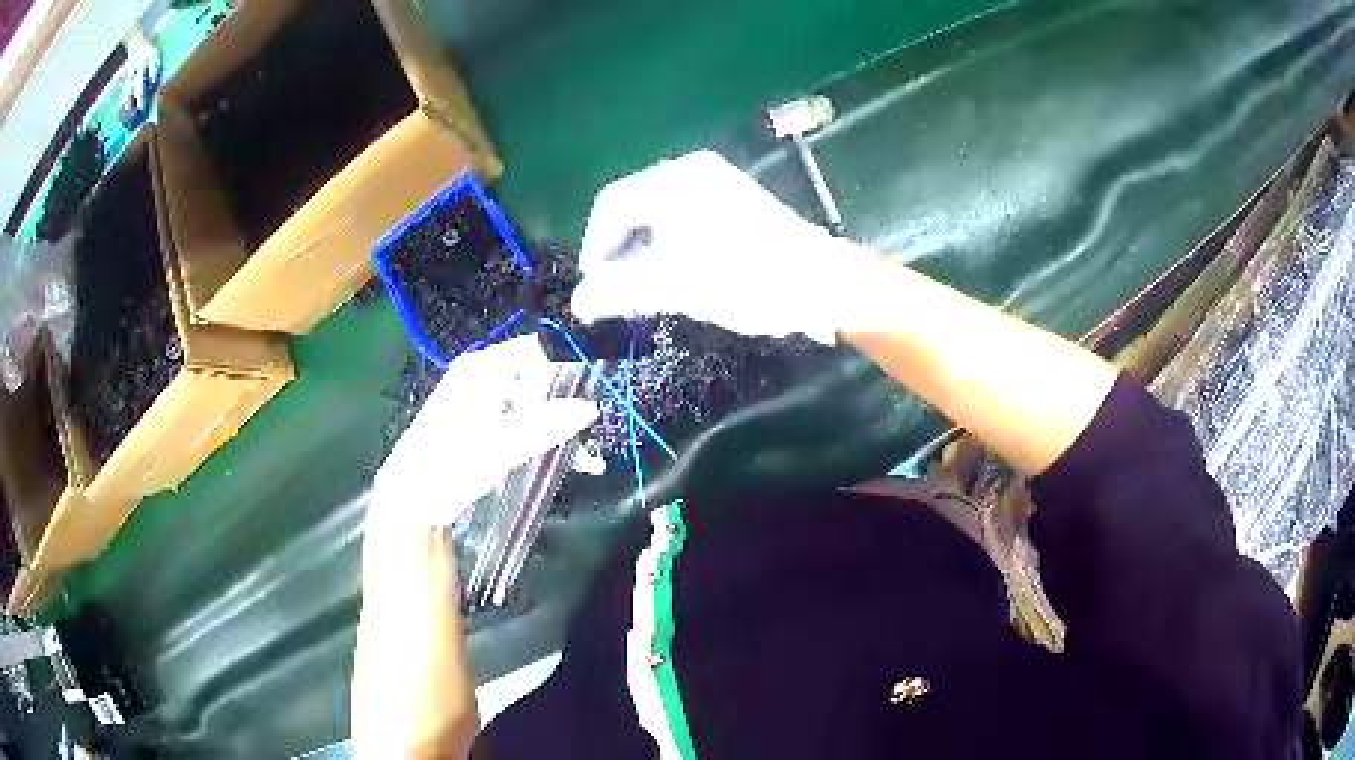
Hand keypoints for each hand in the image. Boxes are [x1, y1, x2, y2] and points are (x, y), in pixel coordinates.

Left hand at [366, 336, 598, 541]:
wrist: (411, 500)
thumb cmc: (450, 465)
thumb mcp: (501, 446)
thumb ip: (546, 424)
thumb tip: (590, 407)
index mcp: (481, 368)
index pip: (536, 350)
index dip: (567, 368)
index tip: (591, 397)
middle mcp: (479, 375)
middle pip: (535, 377)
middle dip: (565, 405)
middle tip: (589, 436)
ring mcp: (477, 400)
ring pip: (529, 402)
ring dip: (555, 425)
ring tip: (582, 458)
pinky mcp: (477, 424)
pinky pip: (518, 419)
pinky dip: (538, 435)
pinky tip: (556, 459)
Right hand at [569, 151, 877, 344]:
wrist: (821, 285)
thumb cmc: (744, 280)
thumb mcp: (674, 287)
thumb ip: (618, 291)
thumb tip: (579, 304)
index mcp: (673, 181)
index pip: (611, 205)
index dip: (594, 246)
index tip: (595, 285)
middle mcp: (692, 171)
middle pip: (634, 206)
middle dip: (619, 249)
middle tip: (616, 290)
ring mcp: (718, 183)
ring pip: (660, 213)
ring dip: (644, 249)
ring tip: (642, 287)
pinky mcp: (736, 201)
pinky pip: (685, 216)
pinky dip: (670, 243)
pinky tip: (675, 272)